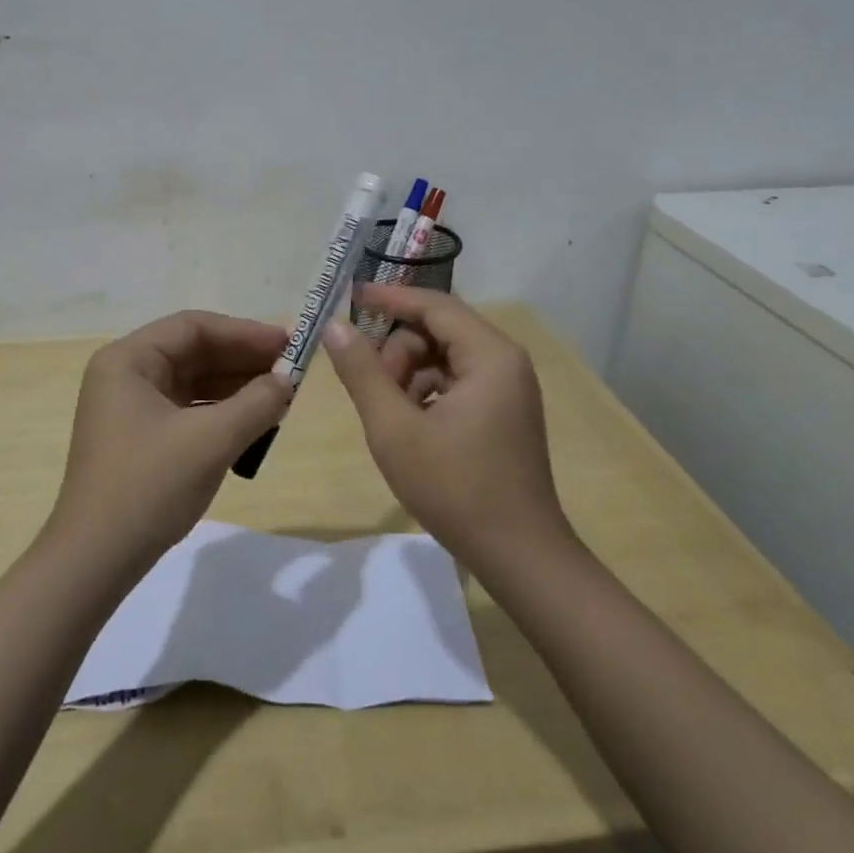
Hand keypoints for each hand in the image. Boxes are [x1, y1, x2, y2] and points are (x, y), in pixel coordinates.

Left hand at [47, 310, 293, 572]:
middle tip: (293, 370)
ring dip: (237, 387)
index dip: (244, 332)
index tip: (288, 343)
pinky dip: (221, 412)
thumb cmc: (149, 487)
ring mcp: (130, 407)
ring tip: (282, 395)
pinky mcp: (140, 437)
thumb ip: (256, 403)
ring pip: (193, 382)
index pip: (193, 327)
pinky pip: (188, 409)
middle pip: (193, 352)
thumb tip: (288, 380)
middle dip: (243, 360)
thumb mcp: (210, 441)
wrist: (96, 560)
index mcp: (128, 360)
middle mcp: (125, 375)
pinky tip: (255, 421)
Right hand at [323, 286, 572, 569]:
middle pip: (439, 329)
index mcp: (489, 355)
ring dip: (410, 374)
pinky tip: (413, 426)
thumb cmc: (455, 488)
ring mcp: (508, 387)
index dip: (389, 299)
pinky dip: (427, 392)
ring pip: (444, 356)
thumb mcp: (394, 428)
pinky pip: (457, 380)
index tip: (350, 298)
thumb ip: (362, 372)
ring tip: (392, 416)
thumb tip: (335, 326)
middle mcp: (505, 361)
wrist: (518, 555)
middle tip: (373, 390)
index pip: (434, 305)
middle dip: (399, 351)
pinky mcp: (504, 411)